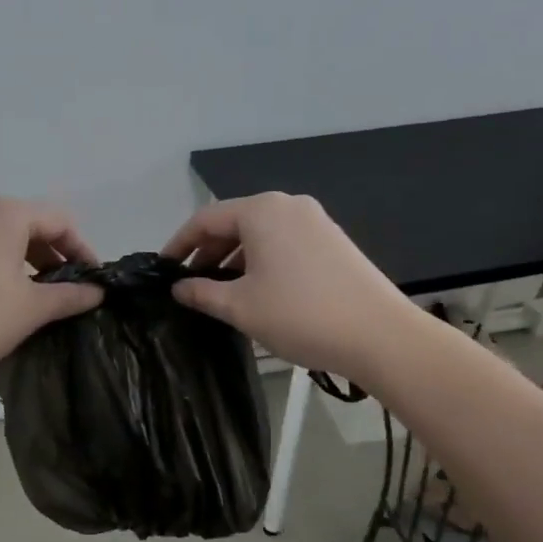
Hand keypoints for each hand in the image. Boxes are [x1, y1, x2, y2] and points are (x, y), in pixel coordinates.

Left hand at [0, 198, 103, 394]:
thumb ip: (70, 296)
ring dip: (24, 261)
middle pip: (28, 223)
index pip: (59, 220)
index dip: (82, 249)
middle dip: (53, 254)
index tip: (93, 280)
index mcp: (4, 214)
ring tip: (36, 296)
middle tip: (67, 289)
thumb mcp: (32, 309)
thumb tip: (98, 292)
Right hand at [161, 193, 409, 382]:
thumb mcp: (240, 307)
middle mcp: (288, 206)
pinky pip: (283, 243)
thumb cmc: (300, 315)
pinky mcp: (332, 241)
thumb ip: (202, 293)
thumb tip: (179, 288)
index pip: (205, 219)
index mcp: (262, 211)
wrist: (379, 335)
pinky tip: (255, 290)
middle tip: (189, 284)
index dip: (179, 244)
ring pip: (259, 234)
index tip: (162, 270)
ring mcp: (315, 221)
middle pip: (234, 222)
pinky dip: (260, 261)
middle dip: (207, 252)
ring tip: (219, 291)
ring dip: (233, 259)